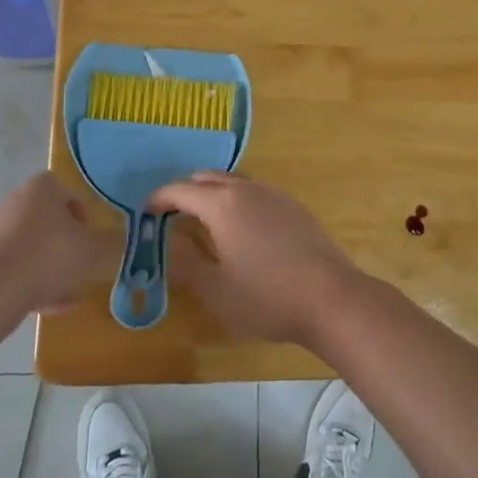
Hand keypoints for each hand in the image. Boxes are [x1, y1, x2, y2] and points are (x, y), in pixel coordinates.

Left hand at [0, 173, 116, 314]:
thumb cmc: (49, 257)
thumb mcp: (96, 251)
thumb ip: (114, 245)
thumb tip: (120, 243)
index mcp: (41, 189)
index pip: (65, 190)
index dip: (82, 213)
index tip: (90, 238)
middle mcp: (14, 203)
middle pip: (48, 222)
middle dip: (67, 246)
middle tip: (82, 268)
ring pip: (32, 248)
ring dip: (51, 269)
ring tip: (68, 297)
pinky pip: (15, 269)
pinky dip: (32, 284)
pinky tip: (48, 309)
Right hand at [148, 171, 363, 347]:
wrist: (331, 298)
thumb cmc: (267, 297)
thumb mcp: (216, 290)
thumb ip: (187, 263)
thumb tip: (170, 241)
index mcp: (223, 205)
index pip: (181, 191)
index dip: (159, 199)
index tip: (146, 212)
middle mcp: (248, 189)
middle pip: (208, 179)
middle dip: (186, 192)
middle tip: (172, 215)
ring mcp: (274, 195)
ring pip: (234, 182)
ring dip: (213, 193)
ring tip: (204, 220)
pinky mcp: (294, 207)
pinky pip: (255, 192)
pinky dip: (237, 200)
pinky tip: (241, 228)